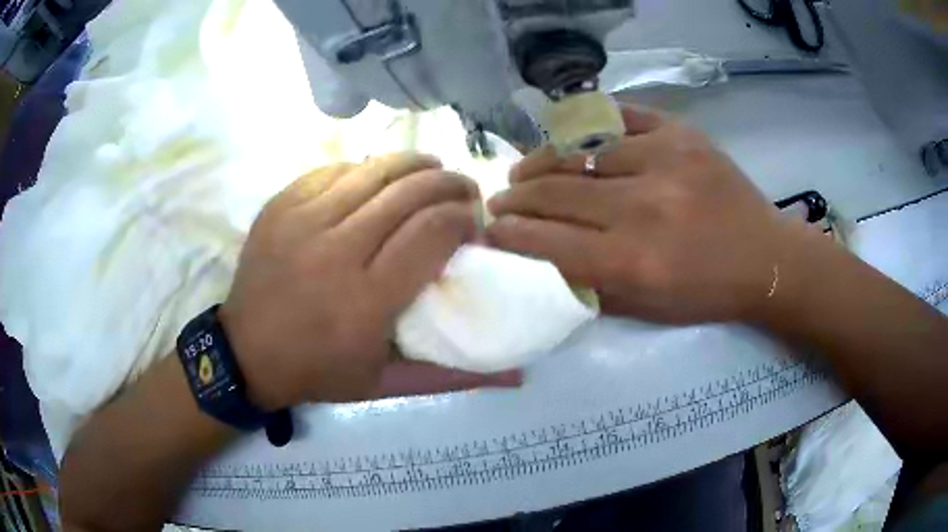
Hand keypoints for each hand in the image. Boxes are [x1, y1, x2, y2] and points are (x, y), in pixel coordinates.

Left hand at [220, 154, 520, 409]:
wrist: (246, 353)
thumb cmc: (318, 371)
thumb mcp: (387, 384)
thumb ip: (453, 375)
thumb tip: (518, 376)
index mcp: (367, 300)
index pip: (433, 232)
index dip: (464, 219)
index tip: (473, 226)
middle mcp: (336, 251)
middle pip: (410, 193)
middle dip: (450, 184)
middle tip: (465, 191)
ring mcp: (303, 221)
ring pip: (375, 170)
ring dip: (415, 165)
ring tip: (433, 172)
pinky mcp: (281, 205)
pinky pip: (336, 169)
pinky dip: (367, 168)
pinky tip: (379, 178)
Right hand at [487, 106, 797, 324]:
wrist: (765, 258)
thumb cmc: (706, 293)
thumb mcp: (646, 308)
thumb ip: (589, 283)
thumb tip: (540, 254)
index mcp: (634, 262)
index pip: (547, 242)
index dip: (508, 234)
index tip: (489, 229)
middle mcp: (644, 208)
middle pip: (555, 192)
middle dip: (515, 197)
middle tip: (500, 199)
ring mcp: (664, 159)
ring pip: (578, 149)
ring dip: (541, 160)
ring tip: (525, 168)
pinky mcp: (681, 133)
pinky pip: (617, 118)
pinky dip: (586, 128)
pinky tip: (571, 139)